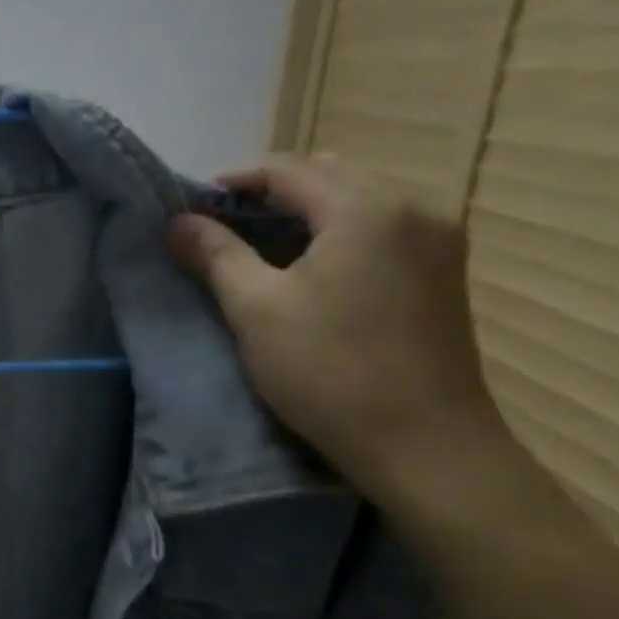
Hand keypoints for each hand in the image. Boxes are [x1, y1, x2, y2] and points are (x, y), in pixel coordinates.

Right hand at [165, 156, 507, 504]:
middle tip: (219, 226)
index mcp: (367, 208)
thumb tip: (175, 221)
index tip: (191, 207)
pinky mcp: (443, 272)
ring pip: (355, 203)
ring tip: (256, 245)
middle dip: (268, 194)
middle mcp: (413, 208)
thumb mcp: (256, 309)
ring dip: (303, 214)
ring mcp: (437, 240)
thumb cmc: (331, 372)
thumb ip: (215, 254)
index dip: (232, 181)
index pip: (287, 169)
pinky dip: (336, 233)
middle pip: (326, 178)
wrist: (427, 448)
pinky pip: (379, 229)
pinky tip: (309, 266)